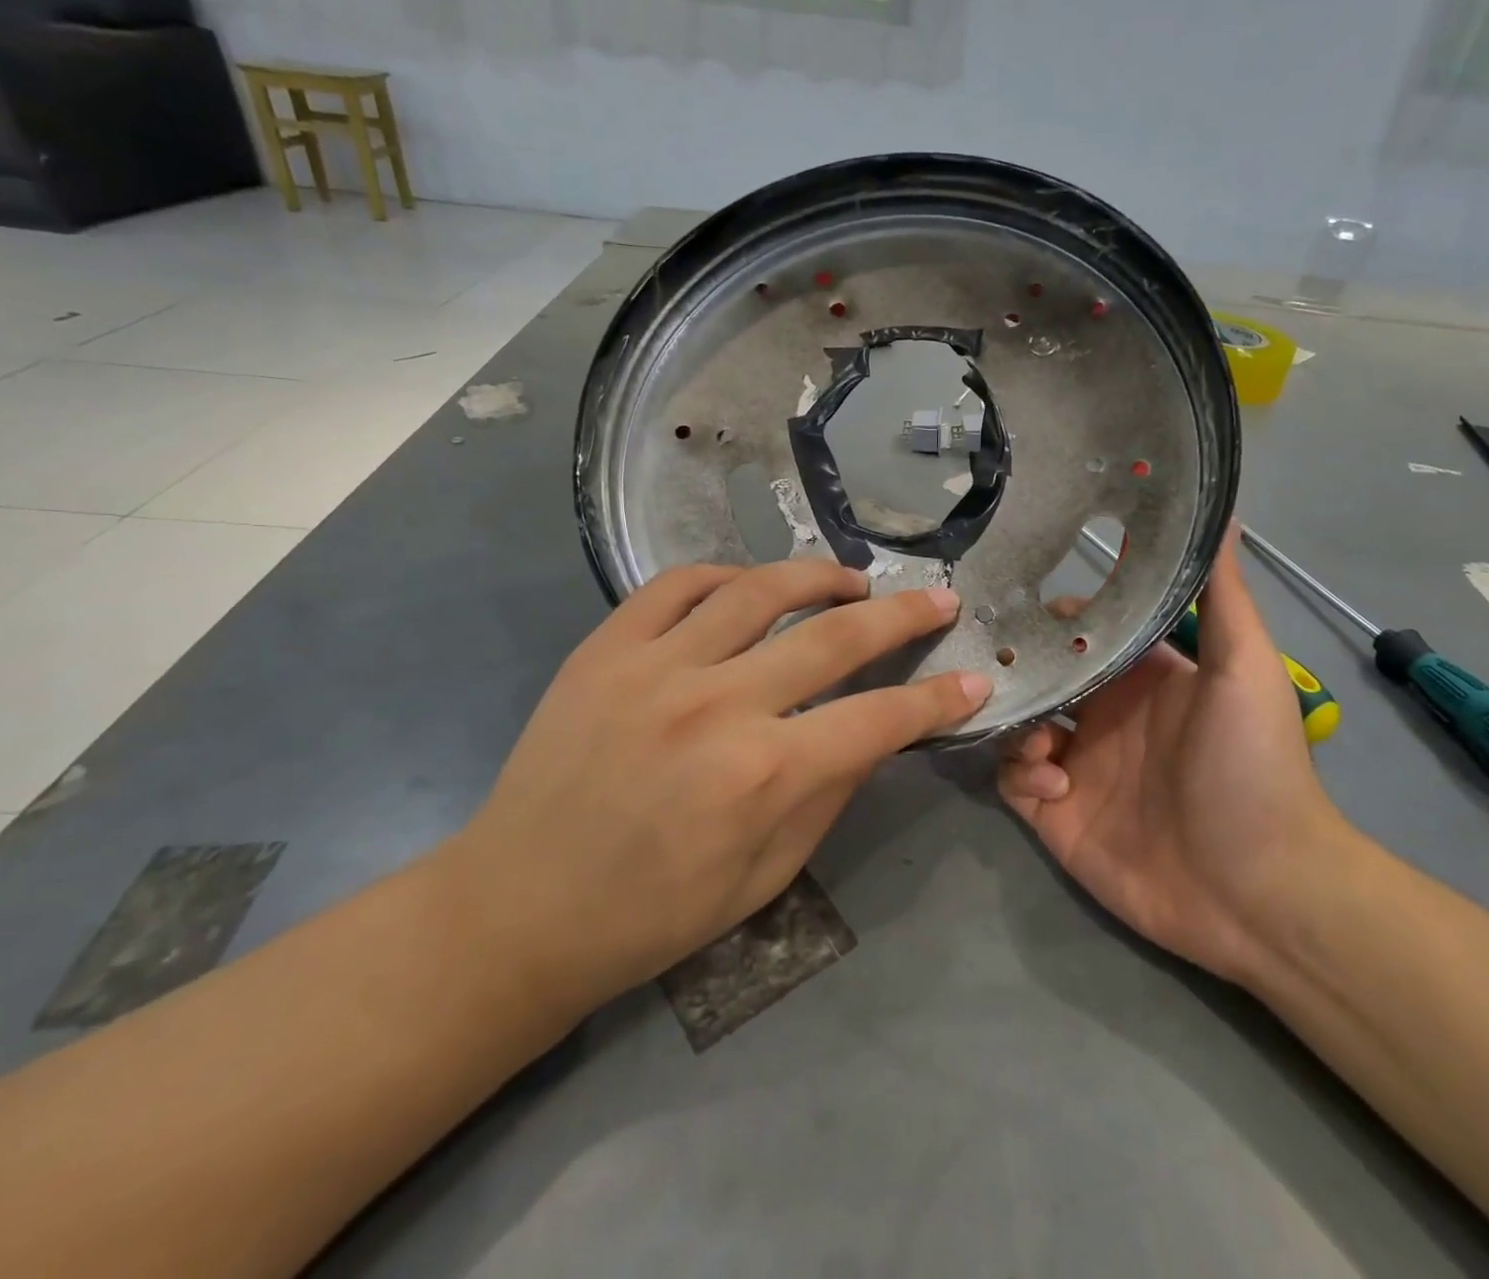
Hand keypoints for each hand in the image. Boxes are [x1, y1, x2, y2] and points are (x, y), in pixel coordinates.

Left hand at [442, 561, 989, 1017]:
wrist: (515, 910)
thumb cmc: (651, 913)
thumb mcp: (765, 877)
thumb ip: (827, 794)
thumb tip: (872, 731)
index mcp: (762, 775)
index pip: (878, 718)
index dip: (937, 699)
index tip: (973, 680)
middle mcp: (717, 705)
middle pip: (834, 636)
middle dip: (902, 615)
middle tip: (937, 599)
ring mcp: (655, 666)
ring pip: (759, 589)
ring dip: (820, 577)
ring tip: (852, 581)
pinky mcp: (605, 648)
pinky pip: (677, 584)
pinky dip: (725, 575)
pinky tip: (750, 586)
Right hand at [1000, 528, 1342, 986]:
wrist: (1259, 891)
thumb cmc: (1252, 767)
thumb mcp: (1245, 669)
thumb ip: (1222, 594)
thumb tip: (1220, 511)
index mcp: (1140, 680)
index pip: (1079, 633)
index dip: (1051, 617)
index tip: (1016, 599)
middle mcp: (1102, 716)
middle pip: (1037, 676)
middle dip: (1011, 666)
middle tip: (982, 657)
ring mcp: (1076, 766)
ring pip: (1015, 725)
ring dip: (1015, 721)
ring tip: (1036, 733)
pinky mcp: (1056, 814)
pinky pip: (1013, 781)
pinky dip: (1022, 774)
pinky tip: (1055, 784)